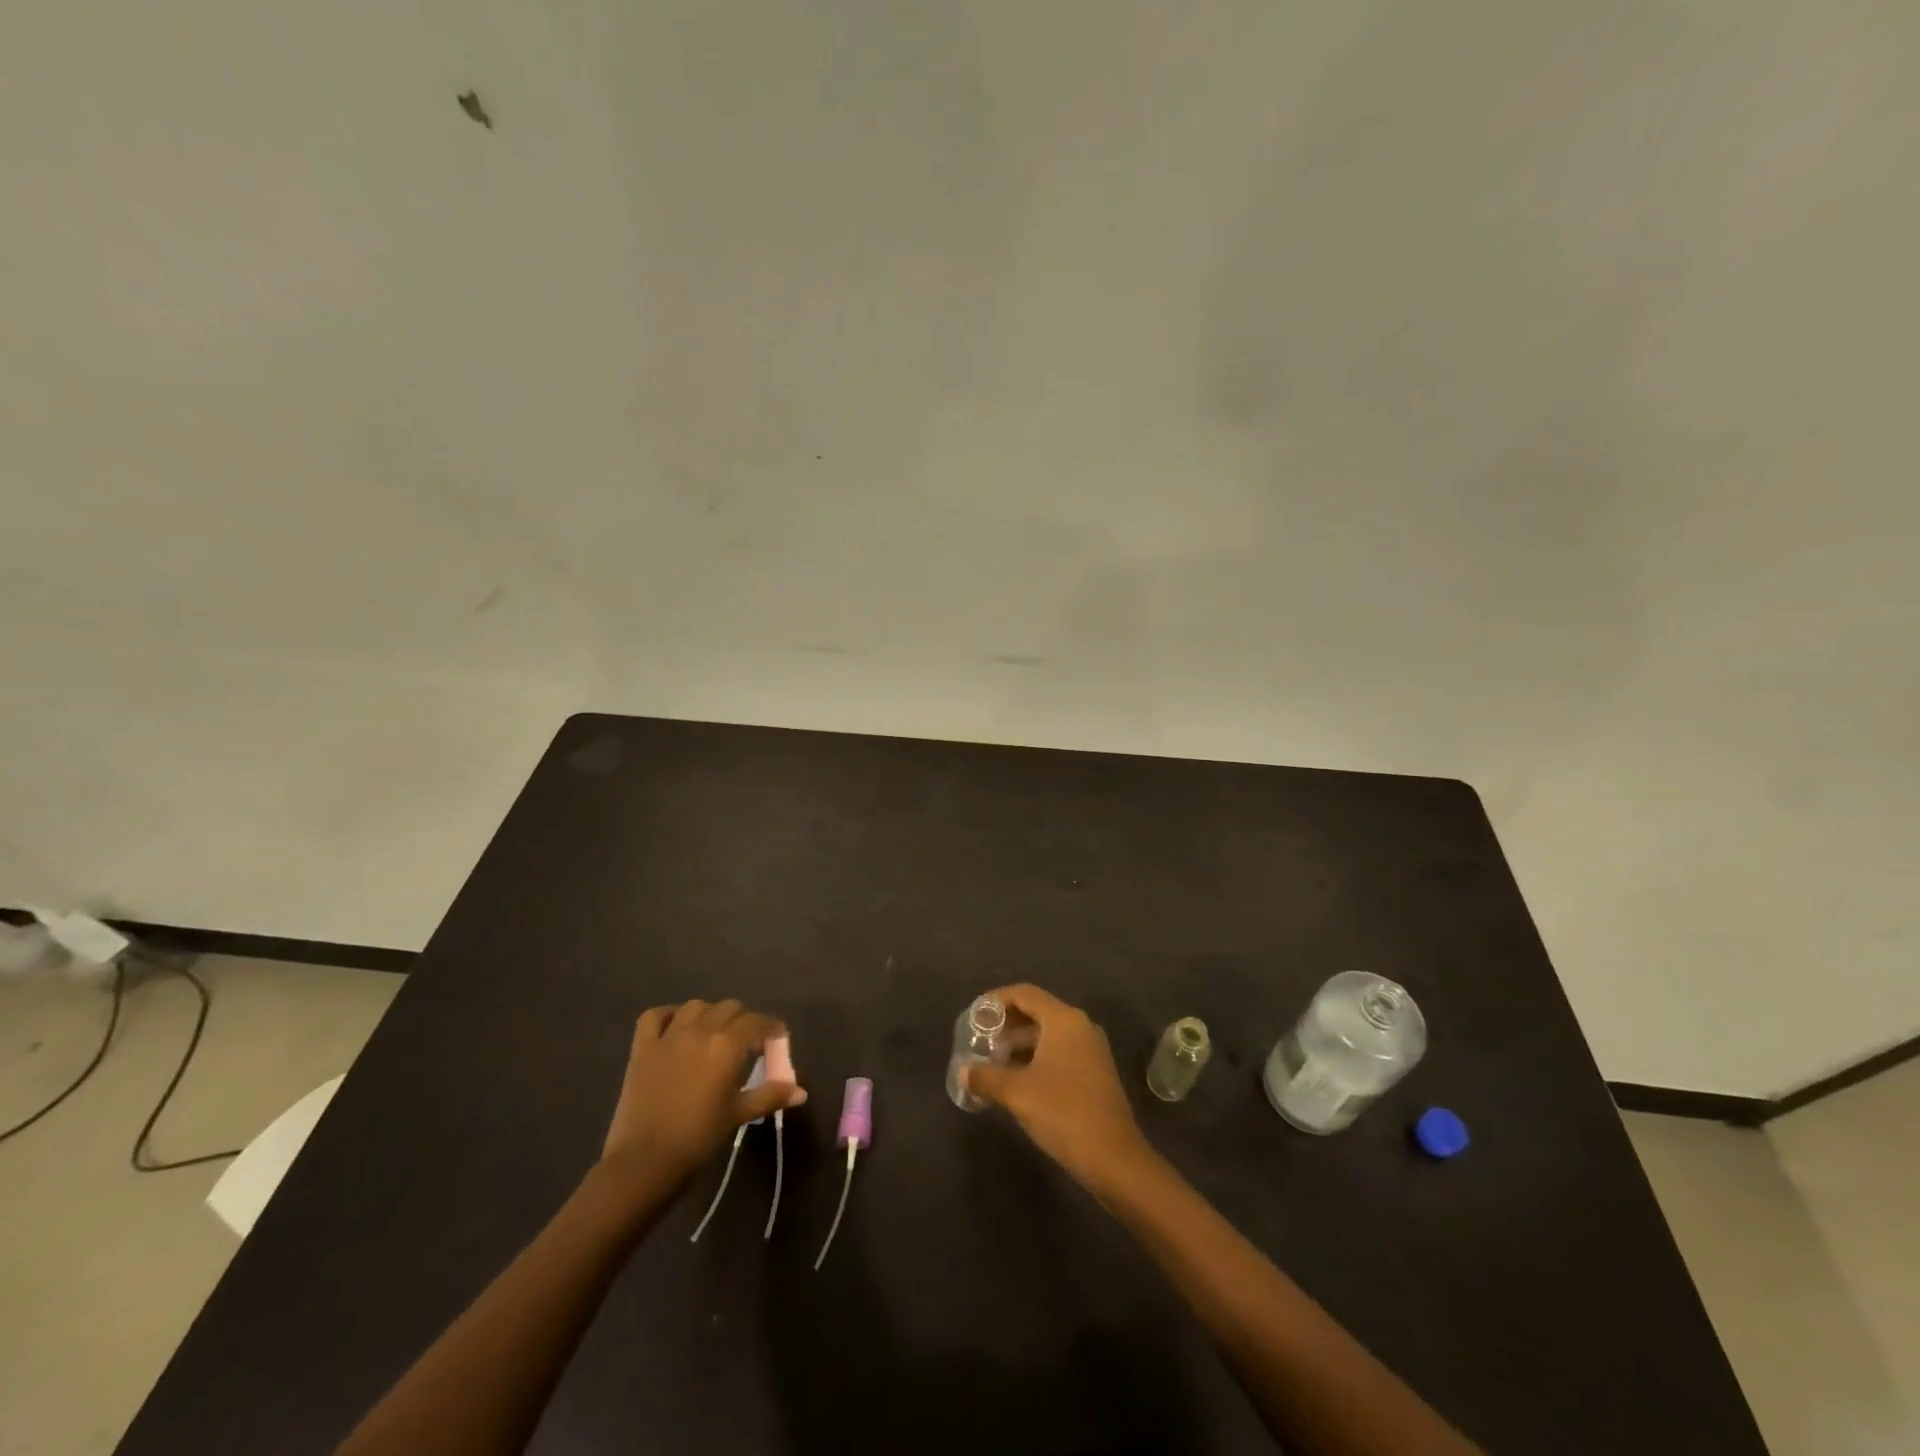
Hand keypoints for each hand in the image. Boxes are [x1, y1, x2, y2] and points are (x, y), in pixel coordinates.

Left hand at [600, 999, 804, 1191]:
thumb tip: (801, 1092)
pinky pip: (654, 1016)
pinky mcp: (642, 1048)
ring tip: (712, 1034)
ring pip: (696, 1006)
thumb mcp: (739, 1115)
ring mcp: (668, 1036)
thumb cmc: (698, 1139)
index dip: (771, 1027)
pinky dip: (667, 1015)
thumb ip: (770, 1096)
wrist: (644, 1163)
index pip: (758, 1022)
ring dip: (710, 1015)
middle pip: (730, 1008)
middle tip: (746, 1043)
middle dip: (743, 1021)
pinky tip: (675, 1027)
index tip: (777, 1038)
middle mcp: (700, 1030)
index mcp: (728, 1045)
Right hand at [963, 984, 1151, 1197]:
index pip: (1024, 994)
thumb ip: (986, 1077)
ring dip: (1019, 1044)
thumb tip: (963, 1072)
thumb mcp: (1017, 1093)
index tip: (974, 1016)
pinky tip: (1016, 1079)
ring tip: (992, 1061)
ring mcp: (1090, 1050)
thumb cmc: (1063, 1113)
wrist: (1114, 1158)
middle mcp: (1080, 1026)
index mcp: (1064, 1020)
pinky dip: (1035, 1057)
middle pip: (1036, 1012)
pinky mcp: (1094, 1072)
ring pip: (1047, 1034)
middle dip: (1006, 1024)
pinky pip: (1059, 1052)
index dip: (996, 1000)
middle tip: (980, 1040)